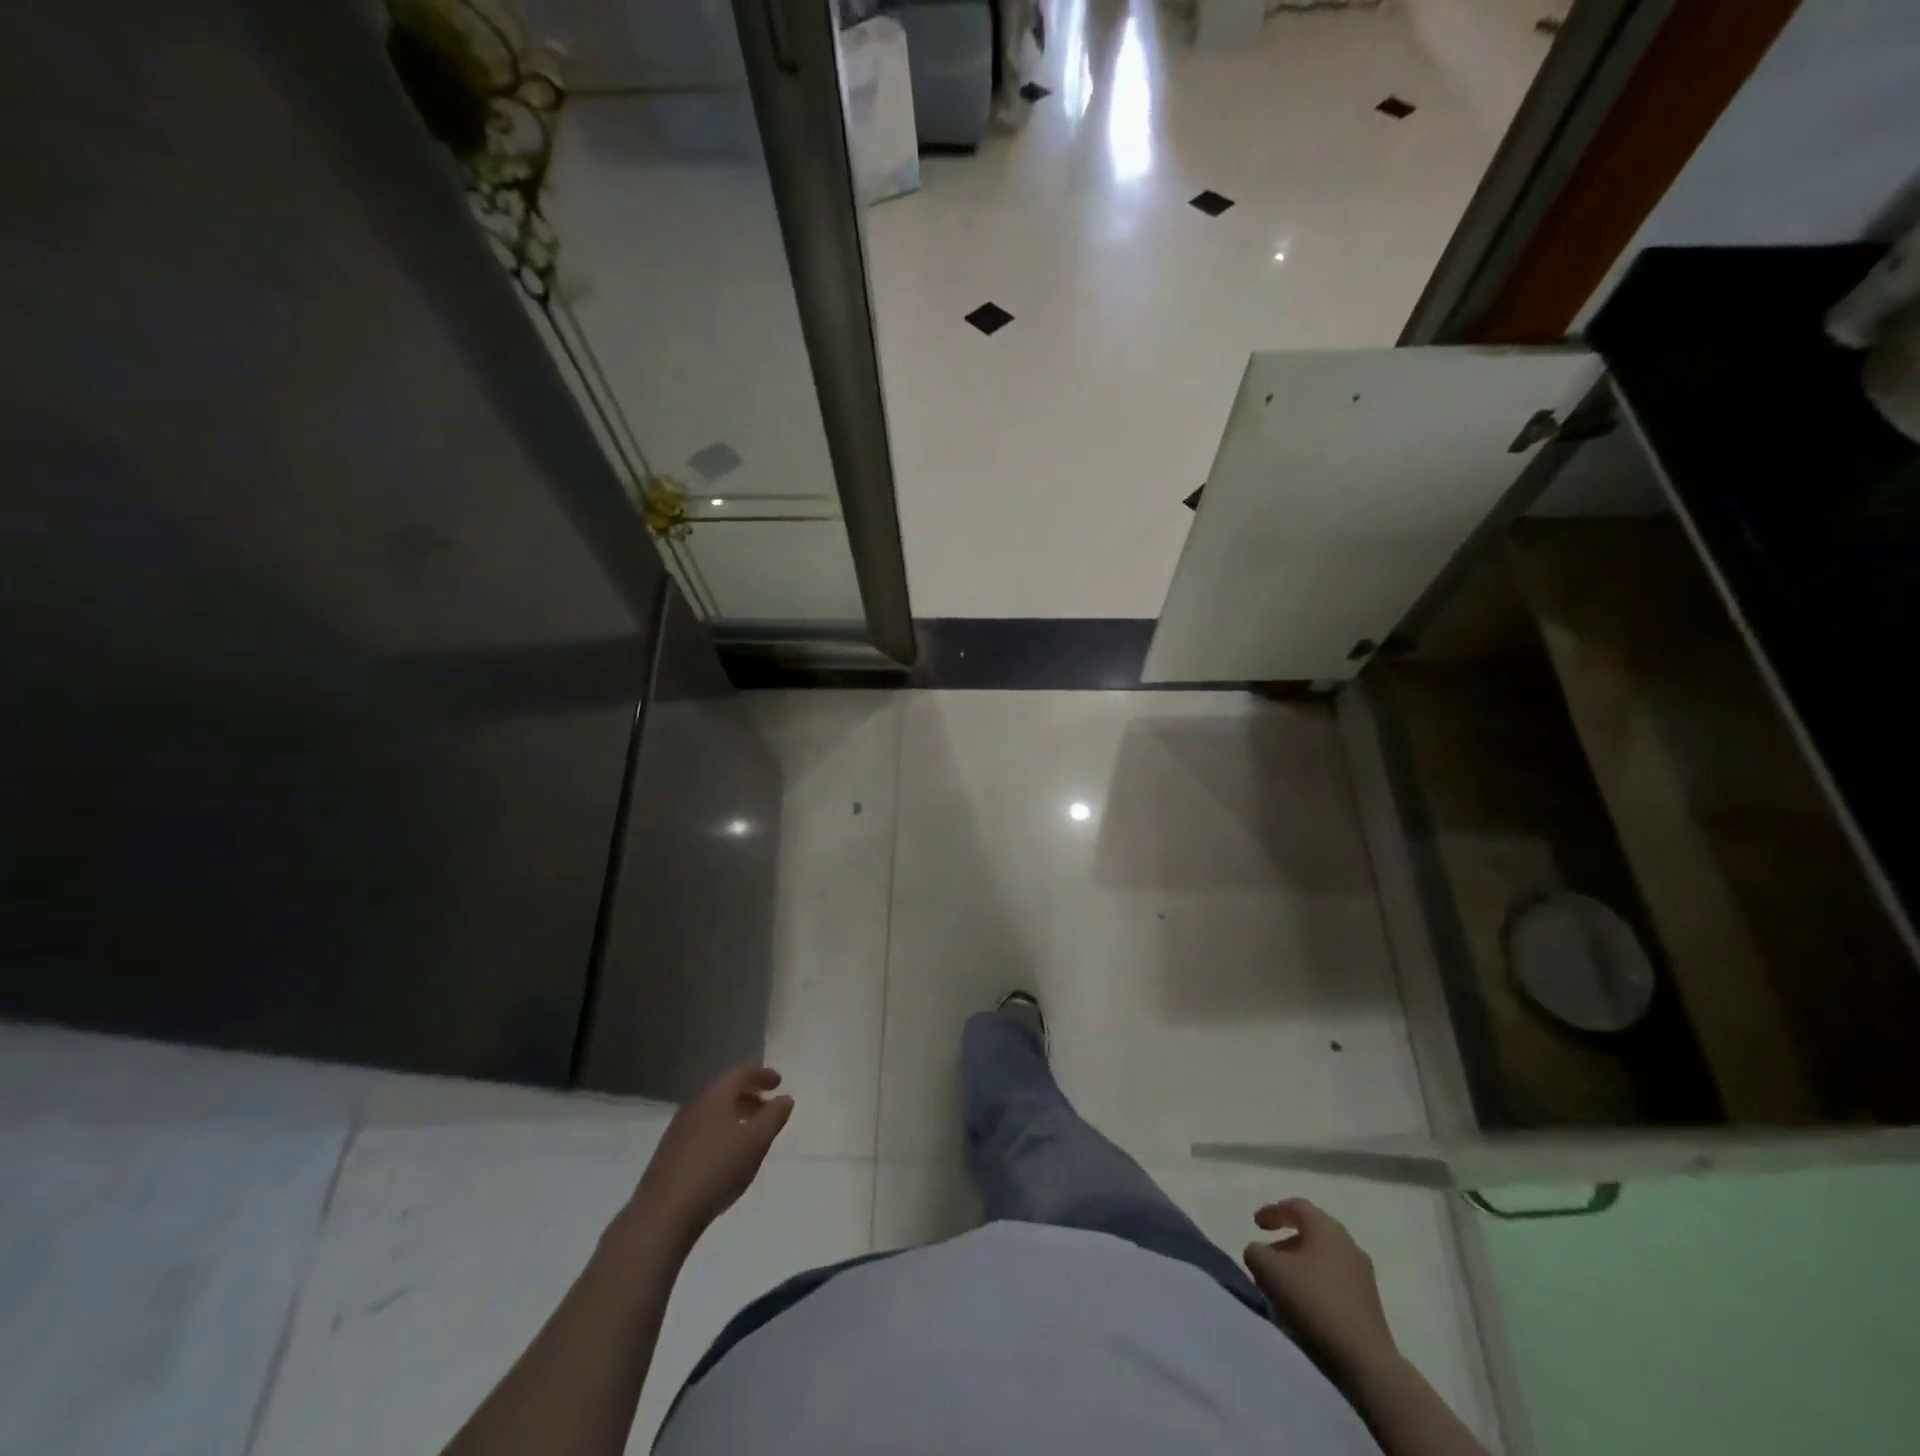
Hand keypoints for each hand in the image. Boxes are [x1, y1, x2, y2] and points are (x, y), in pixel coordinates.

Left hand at [628, 1066, 793, 1246]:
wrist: (663, 1215)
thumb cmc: (717, 1170)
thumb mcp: (756, 1142)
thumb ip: (773, 1117)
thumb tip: (785, 1098)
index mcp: (715, 1097)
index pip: (740, 1073)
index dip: (761, 1075)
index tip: (778, 1082)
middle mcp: (694, 1106)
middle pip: (724, 1092)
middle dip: (748, 1096)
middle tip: (767, 1108)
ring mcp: (678, 1131)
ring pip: (712, 1113)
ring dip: (733, 1116)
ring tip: (749, 1134)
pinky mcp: (668, 1155)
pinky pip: (700, 1131)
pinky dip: (718, 1133)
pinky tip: (724, 1156)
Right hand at [1243, 1197, 1396, 1378]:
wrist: (1365, 1362)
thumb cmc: (1313, 1303)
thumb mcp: (1269, 1271)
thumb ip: (1255, 1252)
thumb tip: (1259, 1253)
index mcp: (1326, 1228)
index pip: (1296, 1207)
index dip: (1273, 1211)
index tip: (1255, 1224)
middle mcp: (1348, 1244)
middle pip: (1312, 1232)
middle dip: (1286, 1241)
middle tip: (1267, 1256)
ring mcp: (1363, 1276)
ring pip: (1324, 1259)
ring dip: (1300, 1265)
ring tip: (1282, 1285)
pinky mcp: (1370, 1305)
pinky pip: (1335, 1282)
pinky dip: (1316, 1284)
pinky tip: (1304, 1305)